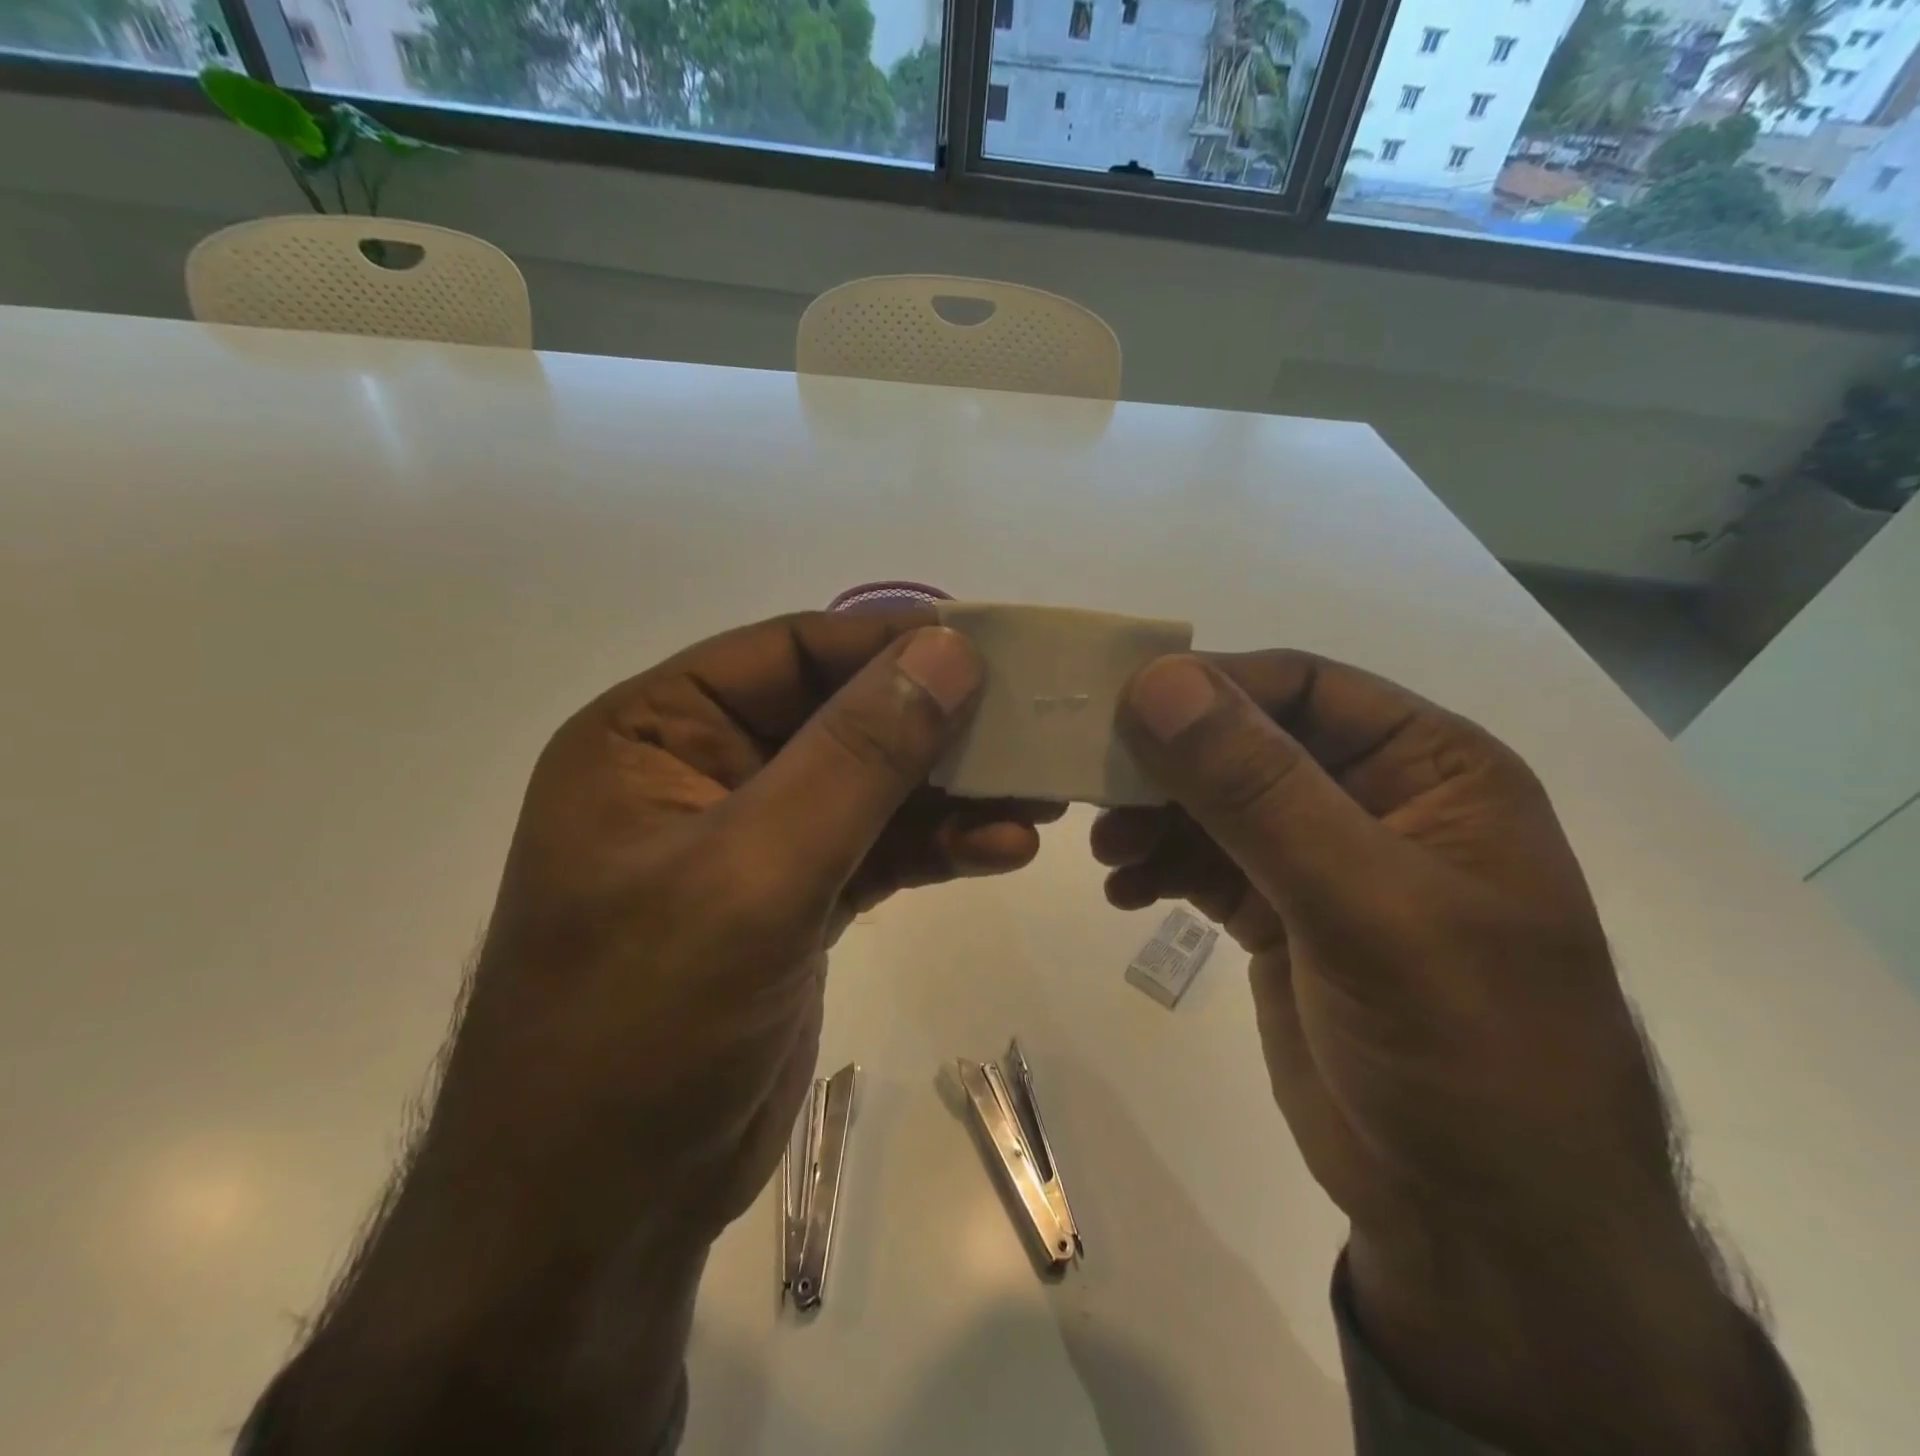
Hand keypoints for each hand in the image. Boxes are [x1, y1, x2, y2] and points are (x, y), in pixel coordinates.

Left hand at [433, 609, 1050, 1243]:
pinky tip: (1003, 849)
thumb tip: (947, 651)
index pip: (788, 653)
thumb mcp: (755, 872)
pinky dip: (938, 845)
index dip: (887, 645)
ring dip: (950, 791)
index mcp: (654, 734)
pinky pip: (877, 848)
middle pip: (839, 717)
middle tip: (1029, 726)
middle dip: (933, 725)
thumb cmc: (644, 1024)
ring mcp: (753, 841)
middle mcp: (701, 772)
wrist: (605, 1208)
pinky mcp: (795, 901)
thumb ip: (856, 757)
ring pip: (868, 786)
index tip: (986, 650)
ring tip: (1037, 796)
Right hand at [1098, 652, 1798, 1452]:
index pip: (1303, 686)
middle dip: (1170, 762)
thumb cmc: (1460, 1049)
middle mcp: (1375, 799)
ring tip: (1105, 850)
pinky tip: (1123, 892)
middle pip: (1248, 742)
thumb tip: (1158, 682)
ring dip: (1155, 817)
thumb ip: (1257, 789)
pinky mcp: (1281, 917)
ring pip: (1217, 804)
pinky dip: (1160, 867)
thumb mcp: (1362, 906)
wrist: (1479, 1225)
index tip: (1117, 707)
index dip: (1210, 687)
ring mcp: (1324, 863)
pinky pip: (1205, 864)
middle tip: (1091, 783)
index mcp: (1429, 767)